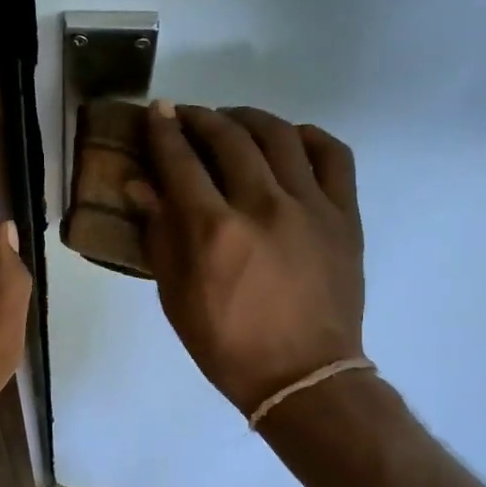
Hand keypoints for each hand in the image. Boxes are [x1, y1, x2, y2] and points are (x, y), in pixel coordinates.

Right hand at [127, 102, 363, 416]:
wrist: (302, 376)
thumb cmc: (226, 345)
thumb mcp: (176, 297)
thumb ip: (160, 235)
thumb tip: (141, 185)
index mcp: (214, 231)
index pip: (181, 161)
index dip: (164, 131)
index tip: (157, 111)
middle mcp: (262, 206)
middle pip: (229, 138)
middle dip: (201, 118)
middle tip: (188, 117)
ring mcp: (310, 206)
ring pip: (279, 135)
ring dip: (249, 119)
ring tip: (234, 123)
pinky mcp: (344, 215)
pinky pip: (332, 155)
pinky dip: (308, 136)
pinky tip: (290, 140)